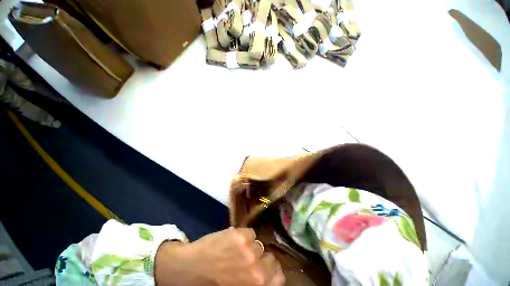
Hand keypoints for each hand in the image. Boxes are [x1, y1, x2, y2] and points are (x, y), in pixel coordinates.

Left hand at [155, 228, 284, 285]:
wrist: (191, 268)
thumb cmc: (214, 284)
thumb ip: (254, 281)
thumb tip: (265, 273)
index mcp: (257, 285)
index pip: (279, 277)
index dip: (272, 271)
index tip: (266, 268)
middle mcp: (256, 270)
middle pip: (271, 258)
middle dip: (262, 258)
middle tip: (251, 257)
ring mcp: (248, 251)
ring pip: (259, 243)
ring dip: (251, 246)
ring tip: (238, 249)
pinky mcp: (240, 236)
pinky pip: (250, 232)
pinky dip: (244, 236)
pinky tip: (233, 240)